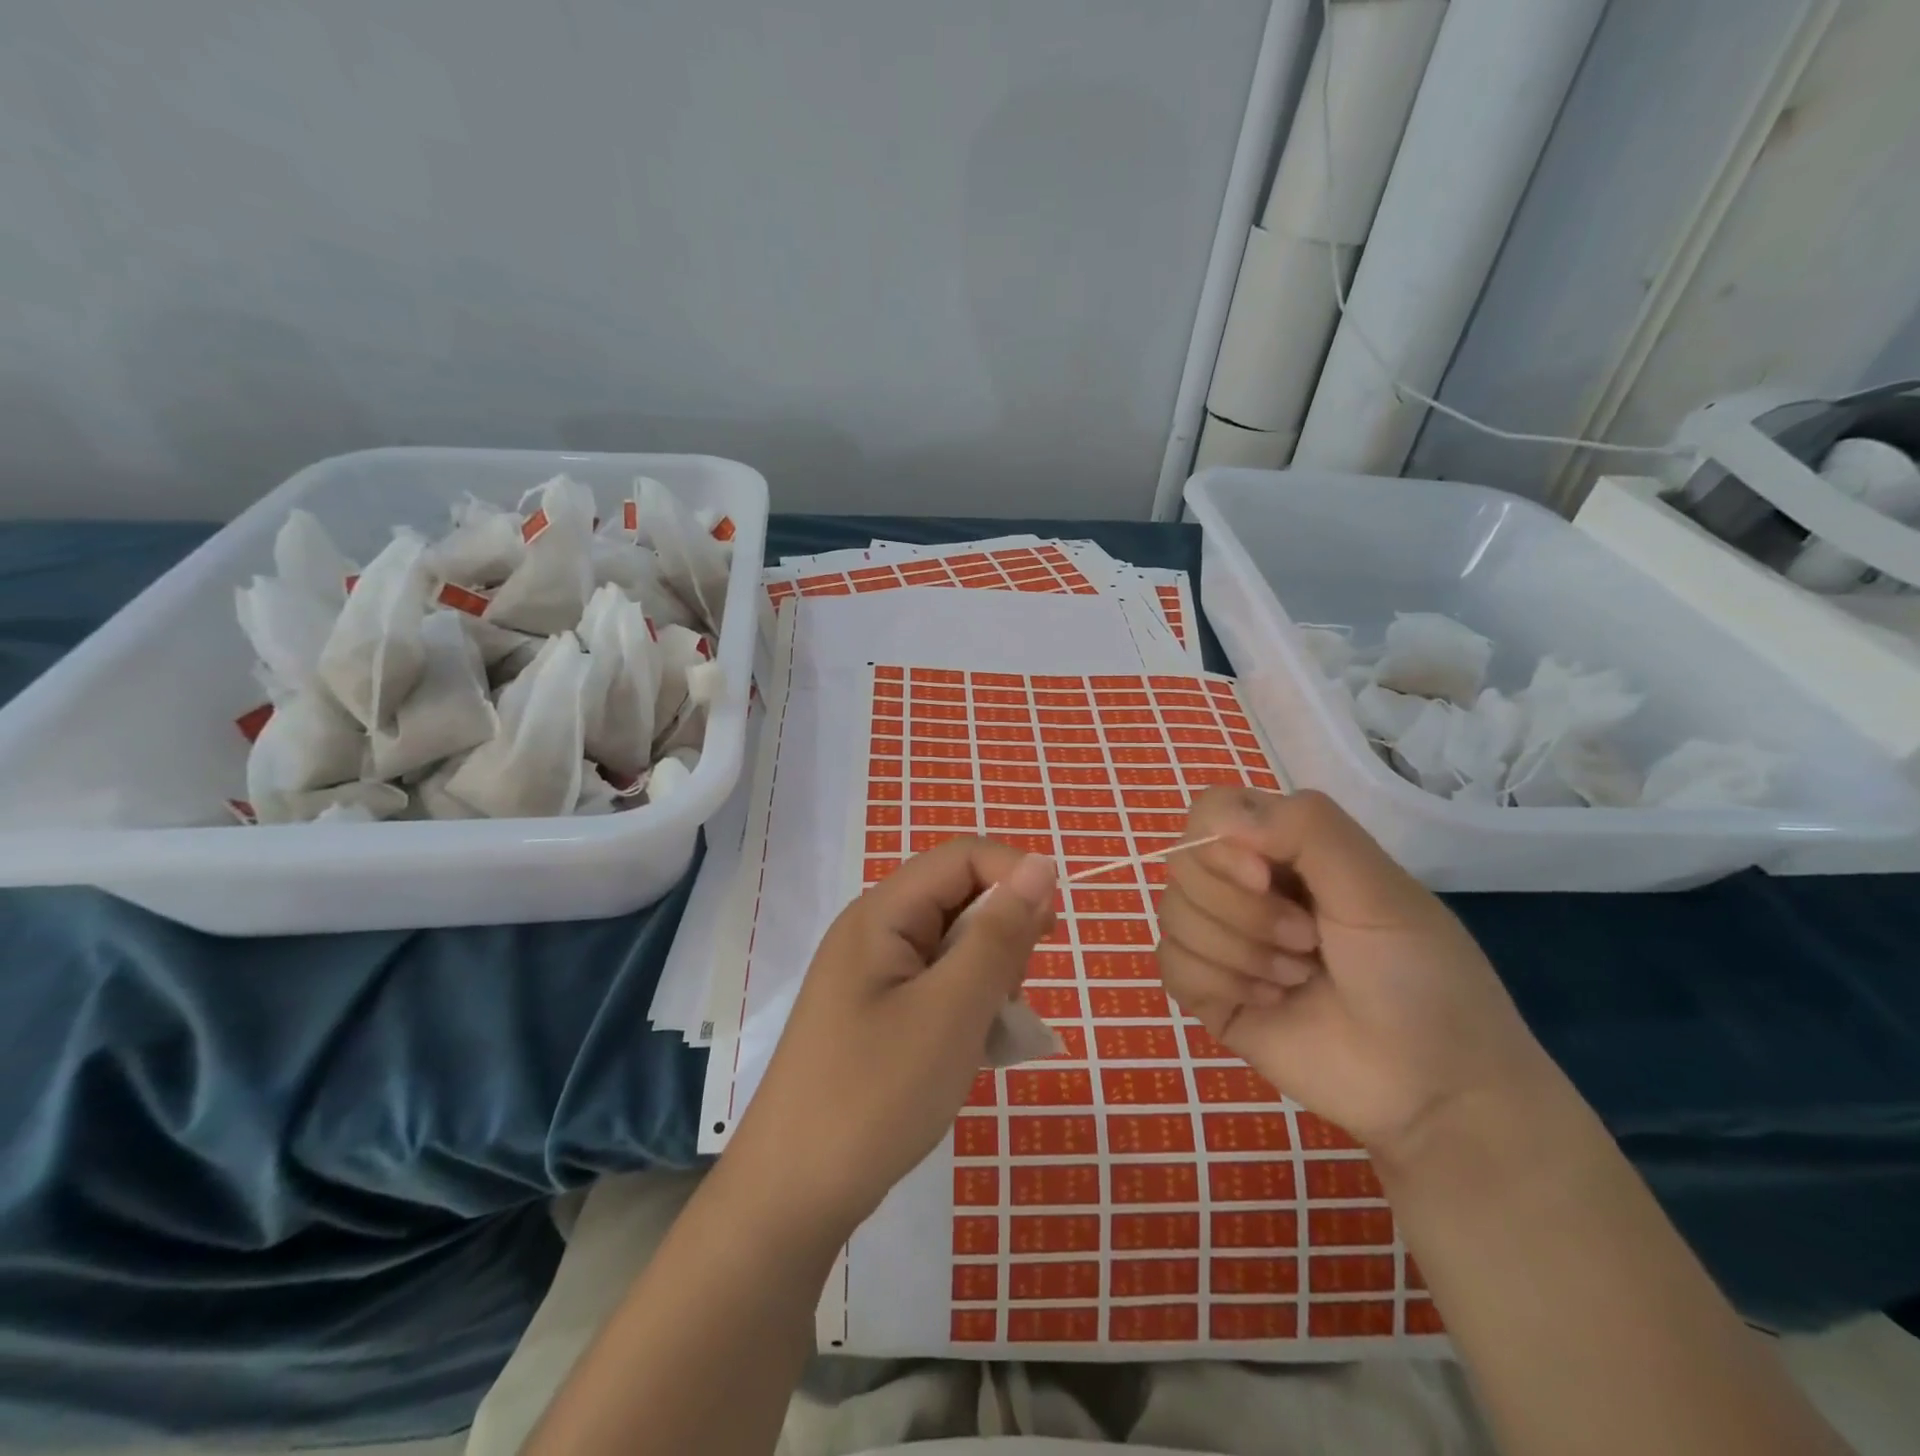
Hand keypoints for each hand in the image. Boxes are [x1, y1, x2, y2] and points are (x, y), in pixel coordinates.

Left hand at [725, 838, 1056, 1239]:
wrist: (793, 1197)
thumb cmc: (875, 1096)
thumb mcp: (952, 1010)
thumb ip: (1000, 934)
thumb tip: (1041, 864)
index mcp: (883, 913)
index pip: (963, 857)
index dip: (1015, 876)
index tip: (1051, 932)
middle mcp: (875, 931)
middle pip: (959, 897)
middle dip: (1003, 934)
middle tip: (1014, 993)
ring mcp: (873, 974)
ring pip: (954, 944)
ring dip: (989, 975)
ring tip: (991, 1031)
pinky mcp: (878, 1013)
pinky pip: (938, 984)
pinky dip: (968, 1005)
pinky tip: (974, 1049)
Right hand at [1157, 788, 1552, 1159]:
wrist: (1433, 1089)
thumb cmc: (1420, 977)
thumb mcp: (1379, 889)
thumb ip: (1309, 829)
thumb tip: (1221, 819)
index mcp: (1283, 848)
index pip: (1210, 813)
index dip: (1221, 844)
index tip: (1266, 879)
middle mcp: (1244, 886)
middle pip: (1183, 865)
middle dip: (1242, 910)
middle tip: (1307, 941)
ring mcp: (1222, 939)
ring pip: (1172, 915)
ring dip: (1239, 951)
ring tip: (1298, 978)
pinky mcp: (1208, 991)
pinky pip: (1170, 964)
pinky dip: (1219, 982)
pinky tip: (1269, 1003)